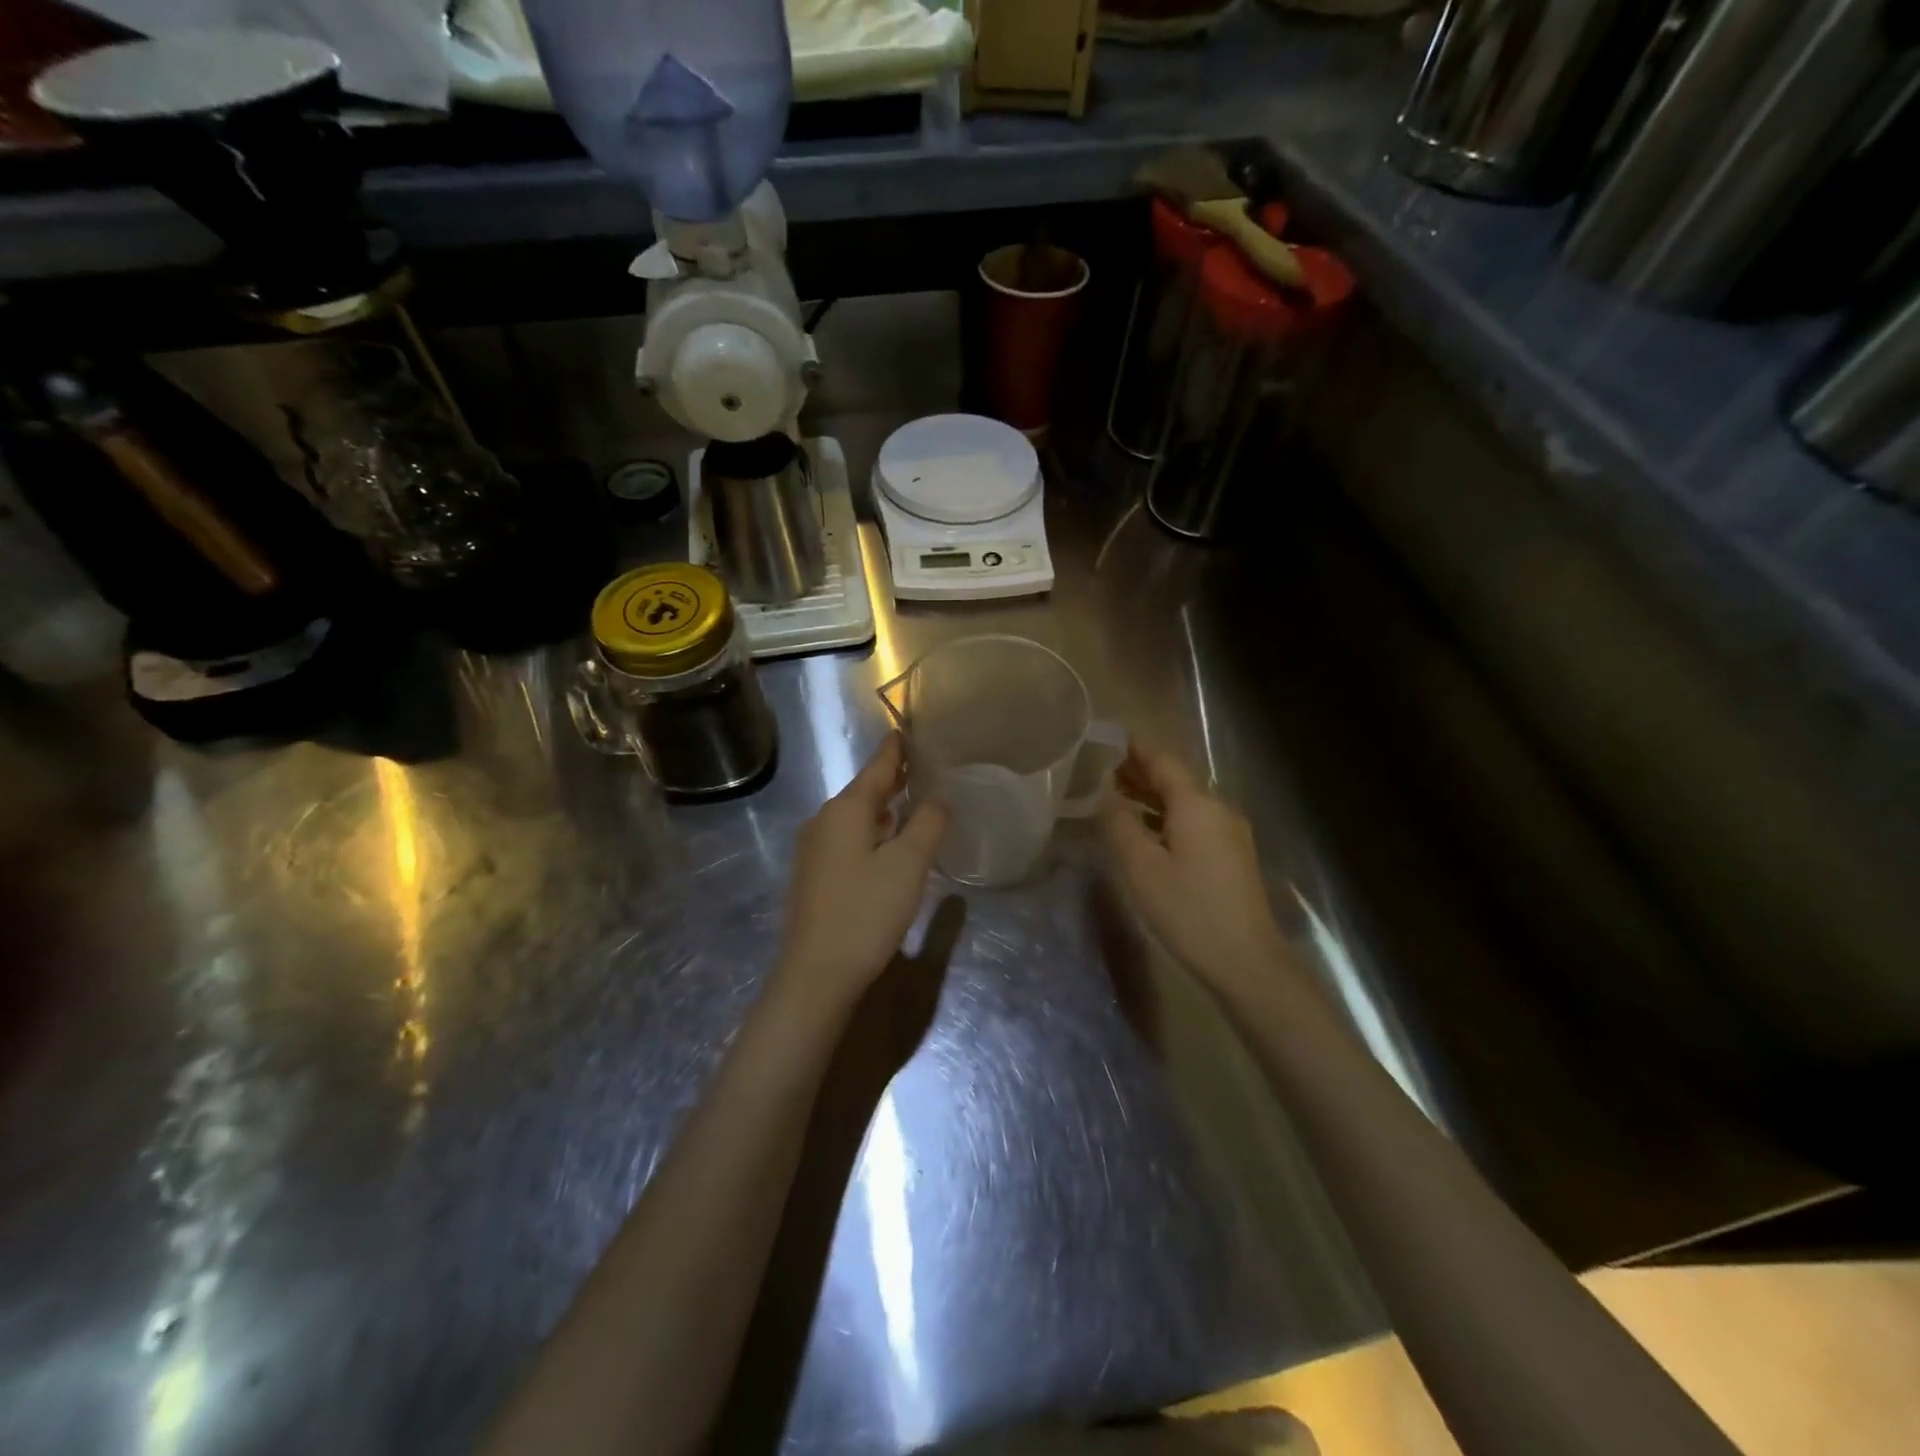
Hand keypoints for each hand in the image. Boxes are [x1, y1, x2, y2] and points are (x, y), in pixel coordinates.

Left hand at [774, 733, 948, 1009]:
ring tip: (912, 800)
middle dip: (891, 778)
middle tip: (922, 766)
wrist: (817, 974)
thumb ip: (927, 823)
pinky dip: (872, 831)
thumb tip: (936, 798)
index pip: (876, 768)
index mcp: (845, 810)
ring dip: (883, 807)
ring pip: (855, 817)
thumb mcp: (908, 864)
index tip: (906, 730)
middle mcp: (824, 822)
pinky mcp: (815, 876)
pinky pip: (848, 839)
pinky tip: (888, 842)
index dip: (894, 750)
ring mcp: (815, 850)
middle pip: (863, 791)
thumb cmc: (866, 912)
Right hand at [1098, 744, 1291, 1003]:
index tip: (1103, 740)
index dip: (1133, 747)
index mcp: (1196, 803)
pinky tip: (1144, 829)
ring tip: (1114, 795)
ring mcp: (1229, 831)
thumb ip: (1119, 824)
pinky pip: (1194, 820)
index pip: (1162, 759)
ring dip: (1151, 795)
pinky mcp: (1232, 854)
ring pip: (1185, 800)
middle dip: (1139, 771)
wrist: (1246, 960)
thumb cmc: (1188, 910)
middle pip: (1175, 777)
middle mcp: (1217, 808)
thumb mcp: (1141, 867)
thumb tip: (1104, 792)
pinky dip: (1166, 816)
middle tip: (1100, 769)